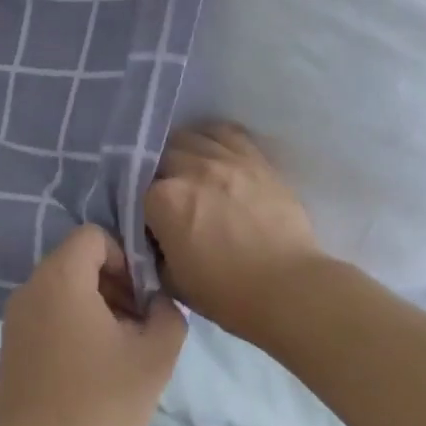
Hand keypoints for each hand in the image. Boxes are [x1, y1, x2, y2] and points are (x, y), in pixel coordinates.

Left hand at [0, 225, 187, 425]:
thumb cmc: (98, 402)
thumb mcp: (155, 357)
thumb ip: (169, 315)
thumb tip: (159, 302)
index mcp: (61, 278)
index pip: (94, 236)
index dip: (126, 258)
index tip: (142, 298)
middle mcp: (31, 287)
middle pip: (79, 262)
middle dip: (116, 284)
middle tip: (139, 325)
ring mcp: (15, 317)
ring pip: (64, 290)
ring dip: (98, 307)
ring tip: (120, 350)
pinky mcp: (11, 345)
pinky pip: (48, 314)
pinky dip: (74, 325)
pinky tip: (93, 368)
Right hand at [145, 122, 323, 343]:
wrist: (288, 288)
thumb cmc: (226, 293)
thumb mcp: (172, 281)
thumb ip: (154, 251)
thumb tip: (155, 236)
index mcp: (163, 200)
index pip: (137, 190)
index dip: (142, 207)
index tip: (150, 222)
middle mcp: (191, 169)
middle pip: (160, 157)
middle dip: (158, 175)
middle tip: (168, 197)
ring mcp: (226, 159)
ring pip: (190, 137)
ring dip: (182, 152)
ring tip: (188, 171)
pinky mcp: (256, 159)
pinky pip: (227, 132)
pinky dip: (213, 137)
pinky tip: (213, 151)